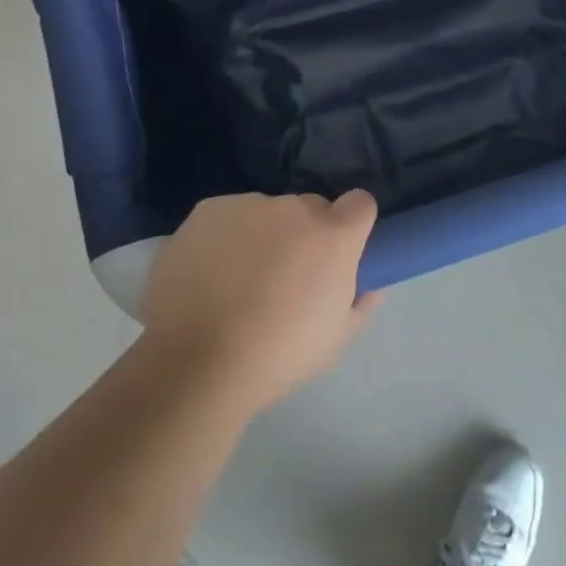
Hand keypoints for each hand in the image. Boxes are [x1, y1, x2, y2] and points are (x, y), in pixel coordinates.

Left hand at [140, 191, 380, 411]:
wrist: (194, 361)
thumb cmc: (277, 357)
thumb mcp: (334, 341)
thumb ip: (359, 304)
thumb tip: (371, 287)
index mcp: (332, 236)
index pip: (360, 203)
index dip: (352, 225)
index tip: (339, 250)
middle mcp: (293, 208)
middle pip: (309, 208)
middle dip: (305, 234)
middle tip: (285, 276)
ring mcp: (247, 205)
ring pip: (266, 212)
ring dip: (263, 234)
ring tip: (238, 279)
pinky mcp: (207, 210)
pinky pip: (228, 217)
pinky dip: (226, 237)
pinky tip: (208, 273)